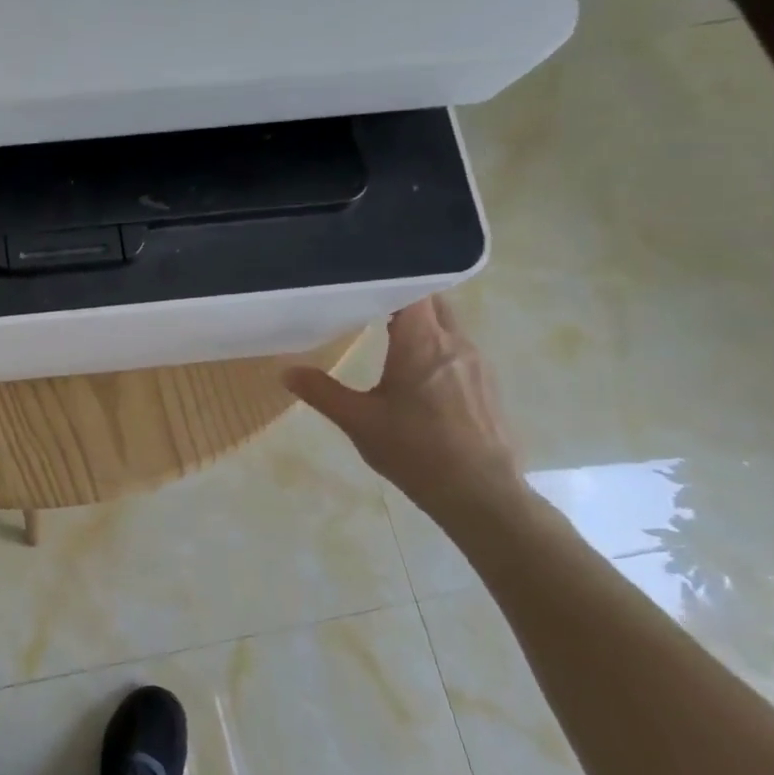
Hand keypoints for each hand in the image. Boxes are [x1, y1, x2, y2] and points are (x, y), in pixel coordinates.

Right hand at [284, 296, 529, 524]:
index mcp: (423, 343)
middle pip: (432, 301)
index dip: (387, 279)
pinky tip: (415, 369)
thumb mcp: (358, 421)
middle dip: (402, 296)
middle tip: (366, 299)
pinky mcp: (486, 384)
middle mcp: (455, 343)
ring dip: (421, 322)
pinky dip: (435, 345)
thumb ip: (322, 391)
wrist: (480, 495)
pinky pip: (458, 348)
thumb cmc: (415, 451)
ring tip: (386, 330)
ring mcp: (476, 363)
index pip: (411, 289)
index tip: (359, 279)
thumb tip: (286, 371)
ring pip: (447, 324)